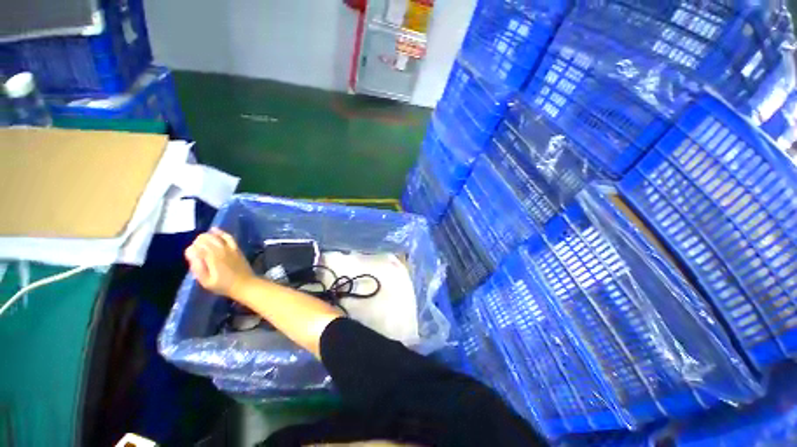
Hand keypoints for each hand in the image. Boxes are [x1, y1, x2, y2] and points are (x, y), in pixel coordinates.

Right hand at [185, 228, 254, 297]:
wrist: (245, 284)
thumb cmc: (223, 285)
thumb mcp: (206, 281)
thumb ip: (197, 267)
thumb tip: (191, 253)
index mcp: (212, 258)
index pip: (197, 247)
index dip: (191, 250)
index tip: (190, 255)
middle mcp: (221, 250)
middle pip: (205, 239)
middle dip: (197, 242)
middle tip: (195, 250)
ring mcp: (230, 248)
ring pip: (215, 236)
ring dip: (206, 236)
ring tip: (201, 240)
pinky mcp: (236, 248)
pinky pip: (228, 237)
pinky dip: (220, 232)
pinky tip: (214, 230)